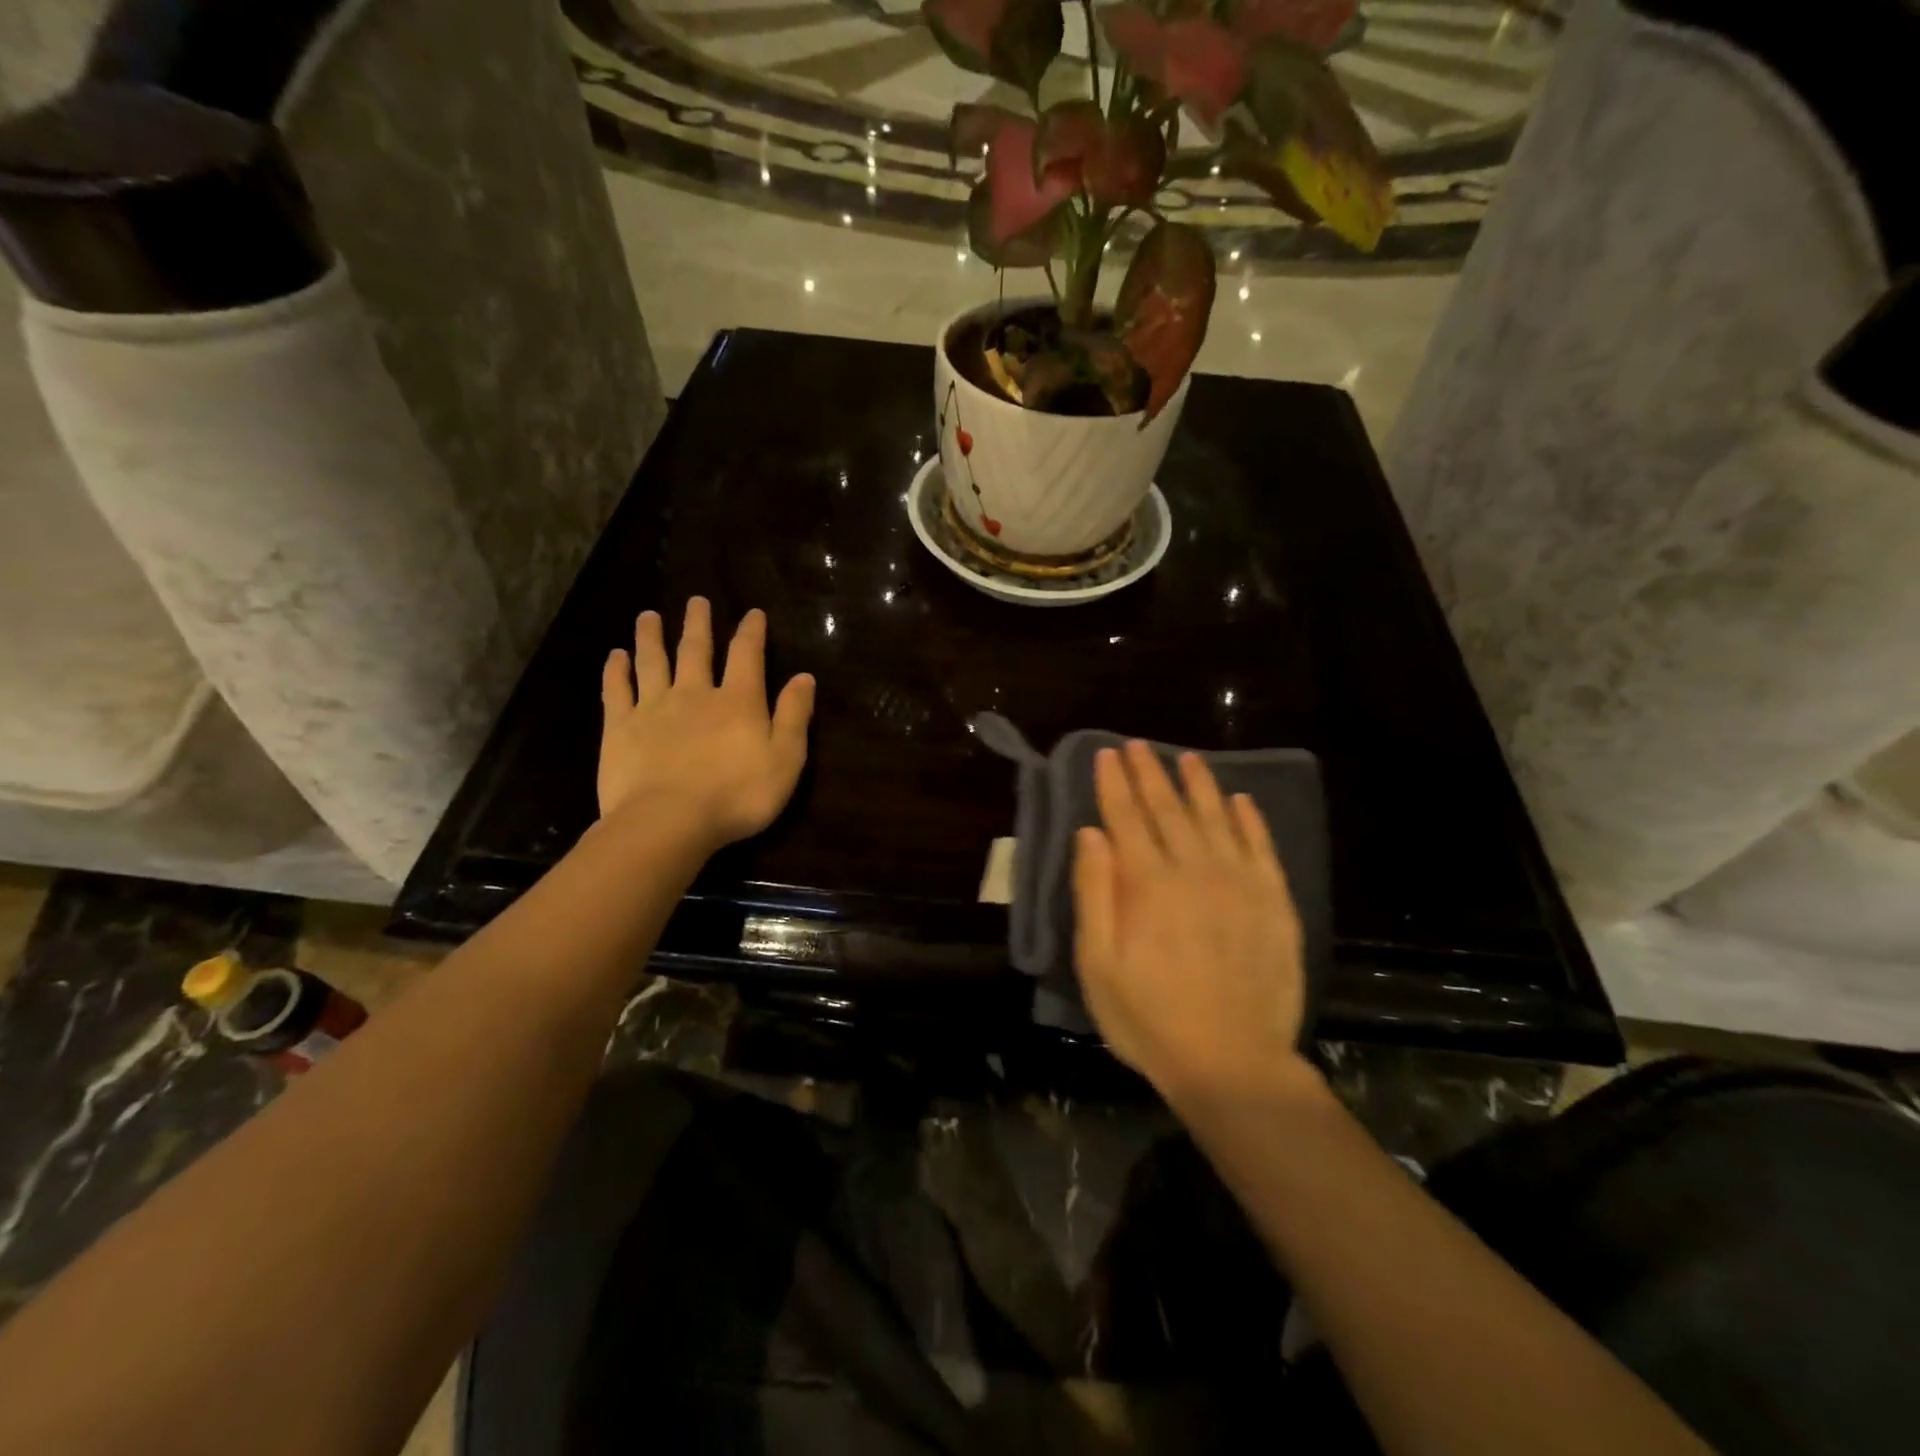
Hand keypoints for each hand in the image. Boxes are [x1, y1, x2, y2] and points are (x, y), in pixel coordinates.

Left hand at [598, 598, 814, 849]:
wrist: (668, 821)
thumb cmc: (737, 796)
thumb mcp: (785, 759)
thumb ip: (794, 716)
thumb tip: (804, 677)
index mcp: (738, 701)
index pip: (746, 655)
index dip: (751, 632)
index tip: (753, 613)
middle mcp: (695, 693)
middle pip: (695, 649)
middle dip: (698, 623)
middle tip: (695, 600)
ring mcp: (653, 708)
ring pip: (653, 662)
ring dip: (651, 637)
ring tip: (648, 616)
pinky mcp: (621, 728)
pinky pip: (618, 690)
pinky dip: (616, 671)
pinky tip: (615, 656)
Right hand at [1073, 741, 1307, 1099]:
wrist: (1233, 1063)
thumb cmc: (1150, 1018)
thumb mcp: (1098, 964)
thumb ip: (1093, 893)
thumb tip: (1090, 833)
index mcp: (1147, 883)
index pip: (1126, 817)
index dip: (1114, 783)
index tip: (1107, 754)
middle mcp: (1194, 868)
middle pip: (1168, 808)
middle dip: (1150, 773)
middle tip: (1139, 745)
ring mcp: (1239, 882)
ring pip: (1216, 817)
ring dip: (1199, 784)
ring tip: (1187, 757)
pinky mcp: (1274, 901)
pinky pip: (1261, 846)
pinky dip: (1250, 819)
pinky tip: (1241, 800)